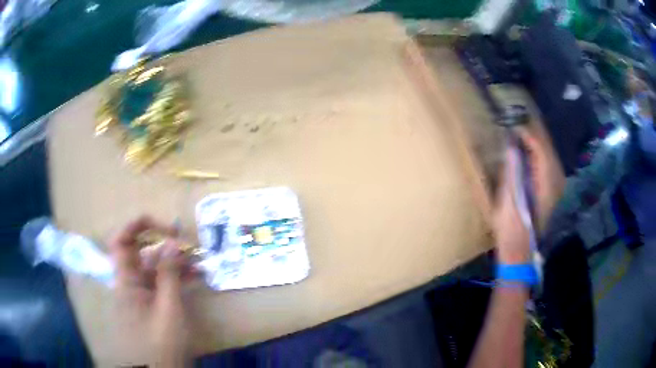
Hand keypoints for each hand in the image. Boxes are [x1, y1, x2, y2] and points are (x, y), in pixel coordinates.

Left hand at [108, 215, 193, 365]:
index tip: (164, 226)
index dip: (137, 225)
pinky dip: (175, 279)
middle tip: (188, 246)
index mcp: (126, 281)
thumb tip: (171, 242)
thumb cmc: (162, 343)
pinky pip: (160, 284)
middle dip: (164, 246)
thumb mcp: (169, 309)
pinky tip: (194, 278)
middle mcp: (130, 283)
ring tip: (199, 263)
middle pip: (142, 253)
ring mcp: (141, 294)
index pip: (121, 241)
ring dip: (174, 263)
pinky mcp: (150, 304)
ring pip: (154, 269)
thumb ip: (169, 275)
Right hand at [493, 125, 563, 263]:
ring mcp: (554, 185)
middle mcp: (555, 180)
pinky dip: (536, 153)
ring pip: (547, 154)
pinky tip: (526, 149)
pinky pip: (545, 163)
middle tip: (515, 121)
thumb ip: (513, 170)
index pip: (540, 148)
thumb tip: (512, 146)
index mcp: (546, 182)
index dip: (527, 133)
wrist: (519, 249)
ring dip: (534, 141)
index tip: (512, 122)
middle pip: (546, 148)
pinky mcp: (550, 189)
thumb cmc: (512, 226)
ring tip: (518, 130)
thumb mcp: (509, 198)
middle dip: (532, 133)